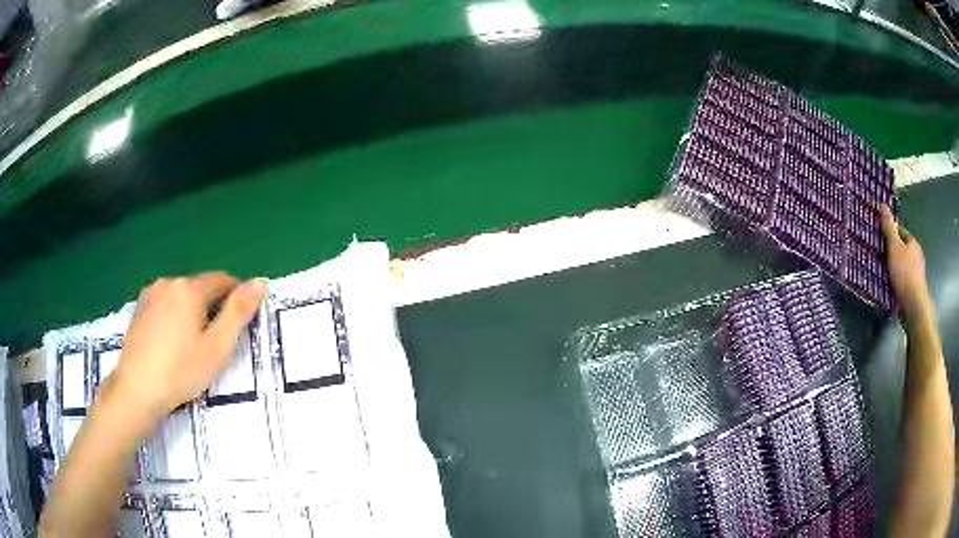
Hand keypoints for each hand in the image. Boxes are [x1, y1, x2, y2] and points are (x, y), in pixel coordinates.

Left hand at [106, 273, 266, 424]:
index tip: (236, 328)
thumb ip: (239, 313)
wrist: (136, 389)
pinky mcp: (138, 309)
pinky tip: (169, 345)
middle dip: (211, 309)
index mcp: (190, 288)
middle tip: (213, 345)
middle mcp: (169, 282)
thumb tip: (261, 282)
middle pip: (200, 288)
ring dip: (191, 313)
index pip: (223, 280)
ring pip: (181, 297)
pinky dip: (173, 318)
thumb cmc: (181, 371)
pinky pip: (164, 305)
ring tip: (189, 347)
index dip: (235, 300)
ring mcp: (150, 294)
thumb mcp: (217, 347)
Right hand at [880, 205, 933, 323]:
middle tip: (879, 255)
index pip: (900, 232)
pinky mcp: (914, 288)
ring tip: (883, 272)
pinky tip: (891, 285)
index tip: (879, 238)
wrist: (914, 305)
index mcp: (913, 243)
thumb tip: (883, 204)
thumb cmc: (904, 273)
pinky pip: (904, 279)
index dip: (890, 233)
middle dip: (892, 251)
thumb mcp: (894, 247)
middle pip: (902, 249)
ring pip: (903, 265)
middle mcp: (917, 255)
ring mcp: (917, 273)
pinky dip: (897, 280)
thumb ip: (889, 227)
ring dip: (895, 267)